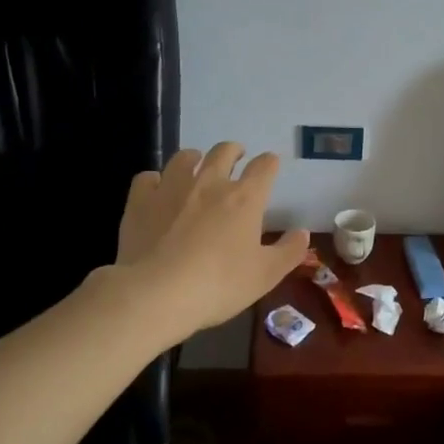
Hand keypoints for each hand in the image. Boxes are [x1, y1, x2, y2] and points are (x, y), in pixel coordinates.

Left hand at [111, 143, 310, 347]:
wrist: (157, 293)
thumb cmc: (219, 284)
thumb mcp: (266, 275)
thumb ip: (289, 252)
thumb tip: (303, 233)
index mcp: (245, 198)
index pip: (264, 167)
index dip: (269, 163)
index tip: (270, 166)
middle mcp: (210, 183)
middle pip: (224, 152)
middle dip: (234, 151)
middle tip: (236, 157)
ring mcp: (172, 188)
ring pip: (185, 157)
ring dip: (195, 158)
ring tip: (196, 165)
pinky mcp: (141, 201)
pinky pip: (148, 177)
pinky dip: (156, 180)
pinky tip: (157, 191)